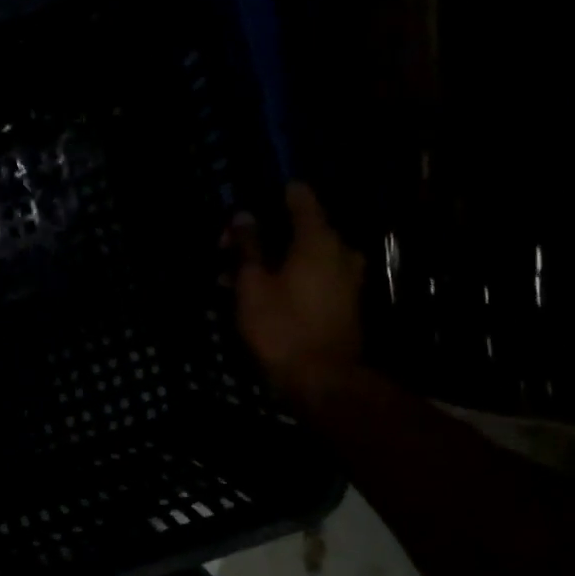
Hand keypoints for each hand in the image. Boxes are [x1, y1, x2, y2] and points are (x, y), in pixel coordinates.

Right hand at [226, 182, 365, 409]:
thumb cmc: (281, 327)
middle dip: (264, 235)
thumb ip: (248, 246)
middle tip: (228, 252)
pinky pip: (314, 276)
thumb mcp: (252, 285)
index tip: (246, 205)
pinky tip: (261, 295)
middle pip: (300, 227)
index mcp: (318, 238)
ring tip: (235, 279)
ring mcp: (347, 277)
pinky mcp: (345, 301)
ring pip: (305, 255)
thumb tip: (243, 216)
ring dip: (273, 260)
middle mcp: (340, 250)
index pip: (300, 196)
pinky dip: (288, 277)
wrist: (322, 380)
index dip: (272, 195)